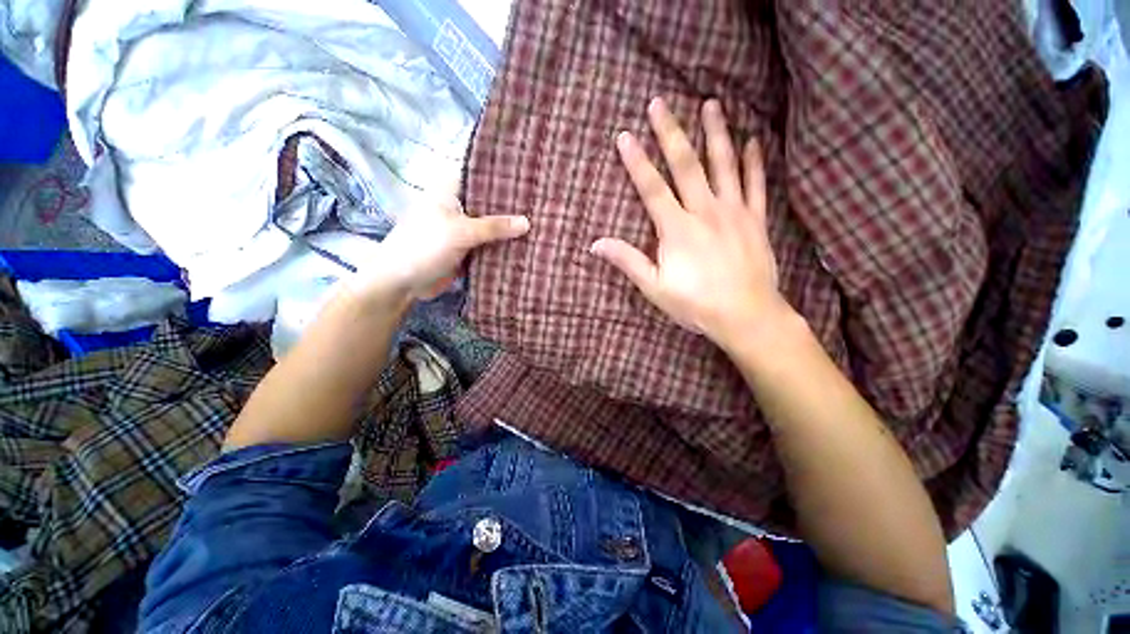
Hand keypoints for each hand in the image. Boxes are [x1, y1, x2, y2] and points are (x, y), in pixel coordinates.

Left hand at [345, 185, 529, 306]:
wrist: (404, 282)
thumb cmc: (425, 246)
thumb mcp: (461, 232)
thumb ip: (494, 226)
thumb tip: (527, 222)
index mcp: (452, 190)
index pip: (482, 174)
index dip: (505, 174)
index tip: (531, 176)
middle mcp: (460, 206)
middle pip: (491, 202)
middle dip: (513, 205)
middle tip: (544, 202)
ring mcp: (465, 228)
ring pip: (493, 225)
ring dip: (510, 228)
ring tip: (543, 222)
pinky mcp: (469, 248)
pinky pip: (491, 244)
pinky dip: (505, 245)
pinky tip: (527, 244)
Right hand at [591, 98, 789, 348]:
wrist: (746, 315)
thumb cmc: (695, 303)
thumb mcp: (654, 287)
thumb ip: (627, 261)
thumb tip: (595, 245)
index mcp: (676, 228)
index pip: (651, 188)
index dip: (636, 161)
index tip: (624, 136)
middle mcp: (704, 211)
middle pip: (685, 165)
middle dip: (670, 133)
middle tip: (660, 103)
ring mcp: (734, 212)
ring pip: (724, 164)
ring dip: (716, 133)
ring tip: (711, 104)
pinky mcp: (756, 219)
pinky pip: (756, 184)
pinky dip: (753, 161)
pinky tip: (751, 141)